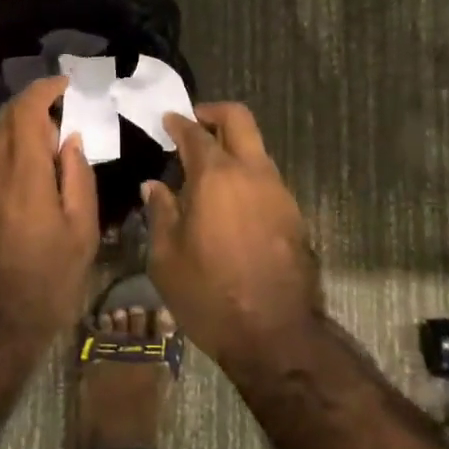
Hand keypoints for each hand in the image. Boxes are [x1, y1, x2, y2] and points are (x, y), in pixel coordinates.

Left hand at [0, 76, 99, 337]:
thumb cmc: (48, 279)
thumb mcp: (81, 230)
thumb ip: (78, 176)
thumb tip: (71, 139)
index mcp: (24, 172)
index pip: (26, 111)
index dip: (44, 89)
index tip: (65, 84)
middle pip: (5, 118)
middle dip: (31, 104)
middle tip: (60, 110)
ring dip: (16, 125)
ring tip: (44, 136)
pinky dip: (3, 147)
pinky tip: (22, 165)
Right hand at [145, 102, 319, 366]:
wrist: (275, 335)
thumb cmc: (210, 295)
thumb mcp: (167, 258)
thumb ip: (160, 213)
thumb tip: (155, 186)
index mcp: (216, 177)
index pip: (195, 133)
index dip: (178, 122)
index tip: (167, 121)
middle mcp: (252, 173)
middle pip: (239, 119)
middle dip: (214, 113)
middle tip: (193, 124)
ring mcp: (278, 191)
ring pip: (256, 148)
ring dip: (232, 146)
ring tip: (207, 171)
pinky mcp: (293, 214)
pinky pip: (266, 177)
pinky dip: (246, 174)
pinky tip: (229, 201)